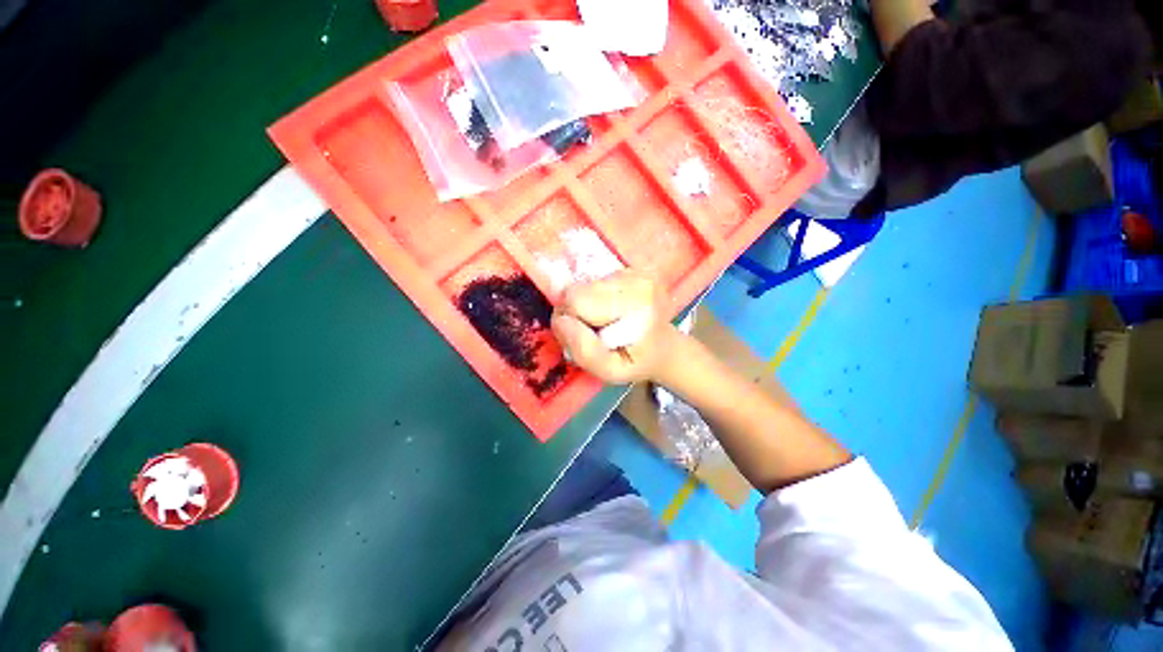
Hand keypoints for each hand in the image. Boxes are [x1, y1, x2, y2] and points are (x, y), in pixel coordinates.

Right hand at [551, 271, 678, 384]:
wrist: (663, 347)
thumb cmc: (636, 362)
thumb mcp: (610, 371)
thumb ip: (584, 351)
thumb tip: (562, 320)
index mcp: (636, 304)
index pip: (575, 302)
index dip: (573, 325)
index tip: (591, 340)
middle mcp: (636, 279)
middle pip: (574, 291)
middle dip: (576, 316)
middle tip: (595, 334)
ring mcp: (633, 270)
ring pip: (580, 285)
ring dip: (585, 308)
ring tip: (606, 324)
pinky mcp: (627, 268)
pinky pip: (590, 282)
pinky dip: (593, 299)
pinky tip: (611, 312)